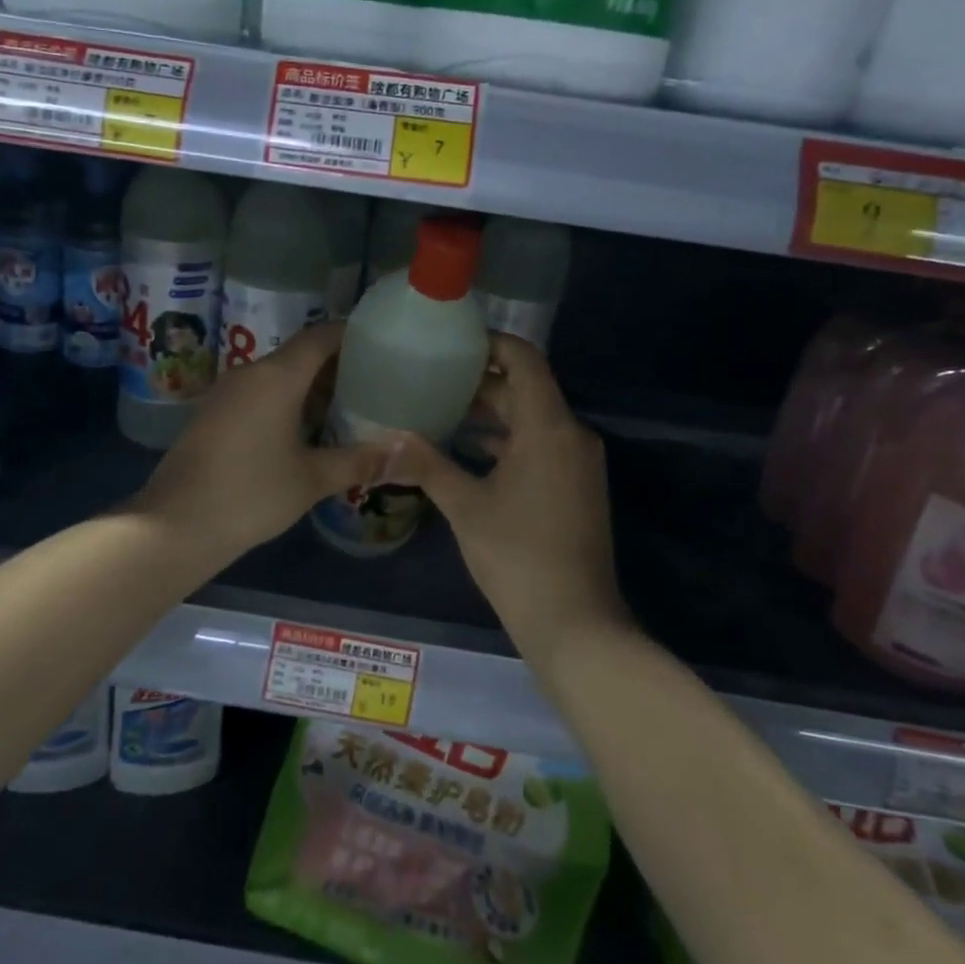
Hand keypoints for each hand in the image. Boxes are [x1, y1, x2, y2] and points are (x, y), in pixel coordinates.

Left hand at [132, 323, 393, 563]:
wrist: (176, 524)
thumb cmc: (250, 495)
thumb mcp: (312, 479)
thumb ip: (359, 462)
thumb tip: (404, 454)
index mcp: (277, 376)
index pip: (322, 336)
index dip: (353, 336)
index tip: (384, 348)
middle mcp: (251, 373)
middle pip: (301, 355)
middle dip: (339, 367)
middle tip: (376, 386)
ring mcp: (228, 392)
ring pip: (280, 375)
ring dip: (313, 388)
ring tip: (349, 411)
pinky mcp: (215, 413)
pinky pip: (261, 393)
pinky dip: (289, 402)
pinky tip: (308, 431)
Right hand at [392, 336, 627, 659]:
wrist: (575, 623)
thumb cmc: (518, 557)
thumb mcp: (466, 508)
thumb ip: (428, 465)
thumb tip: (388, 437)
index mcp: (549, 428)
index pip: (525, 360)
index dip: (491, 342)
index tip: (452, 340)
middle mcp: (571, 435)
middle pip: (526, 389)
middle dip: (480, 381)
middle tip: (431, 377)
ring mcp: (576, 463)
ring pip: (531, 419)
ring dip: (491, 413)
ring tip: (440, 408)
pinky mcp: (574, 486)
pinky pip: (539, 446)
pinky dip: (506, 441)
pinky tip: (467, 449)